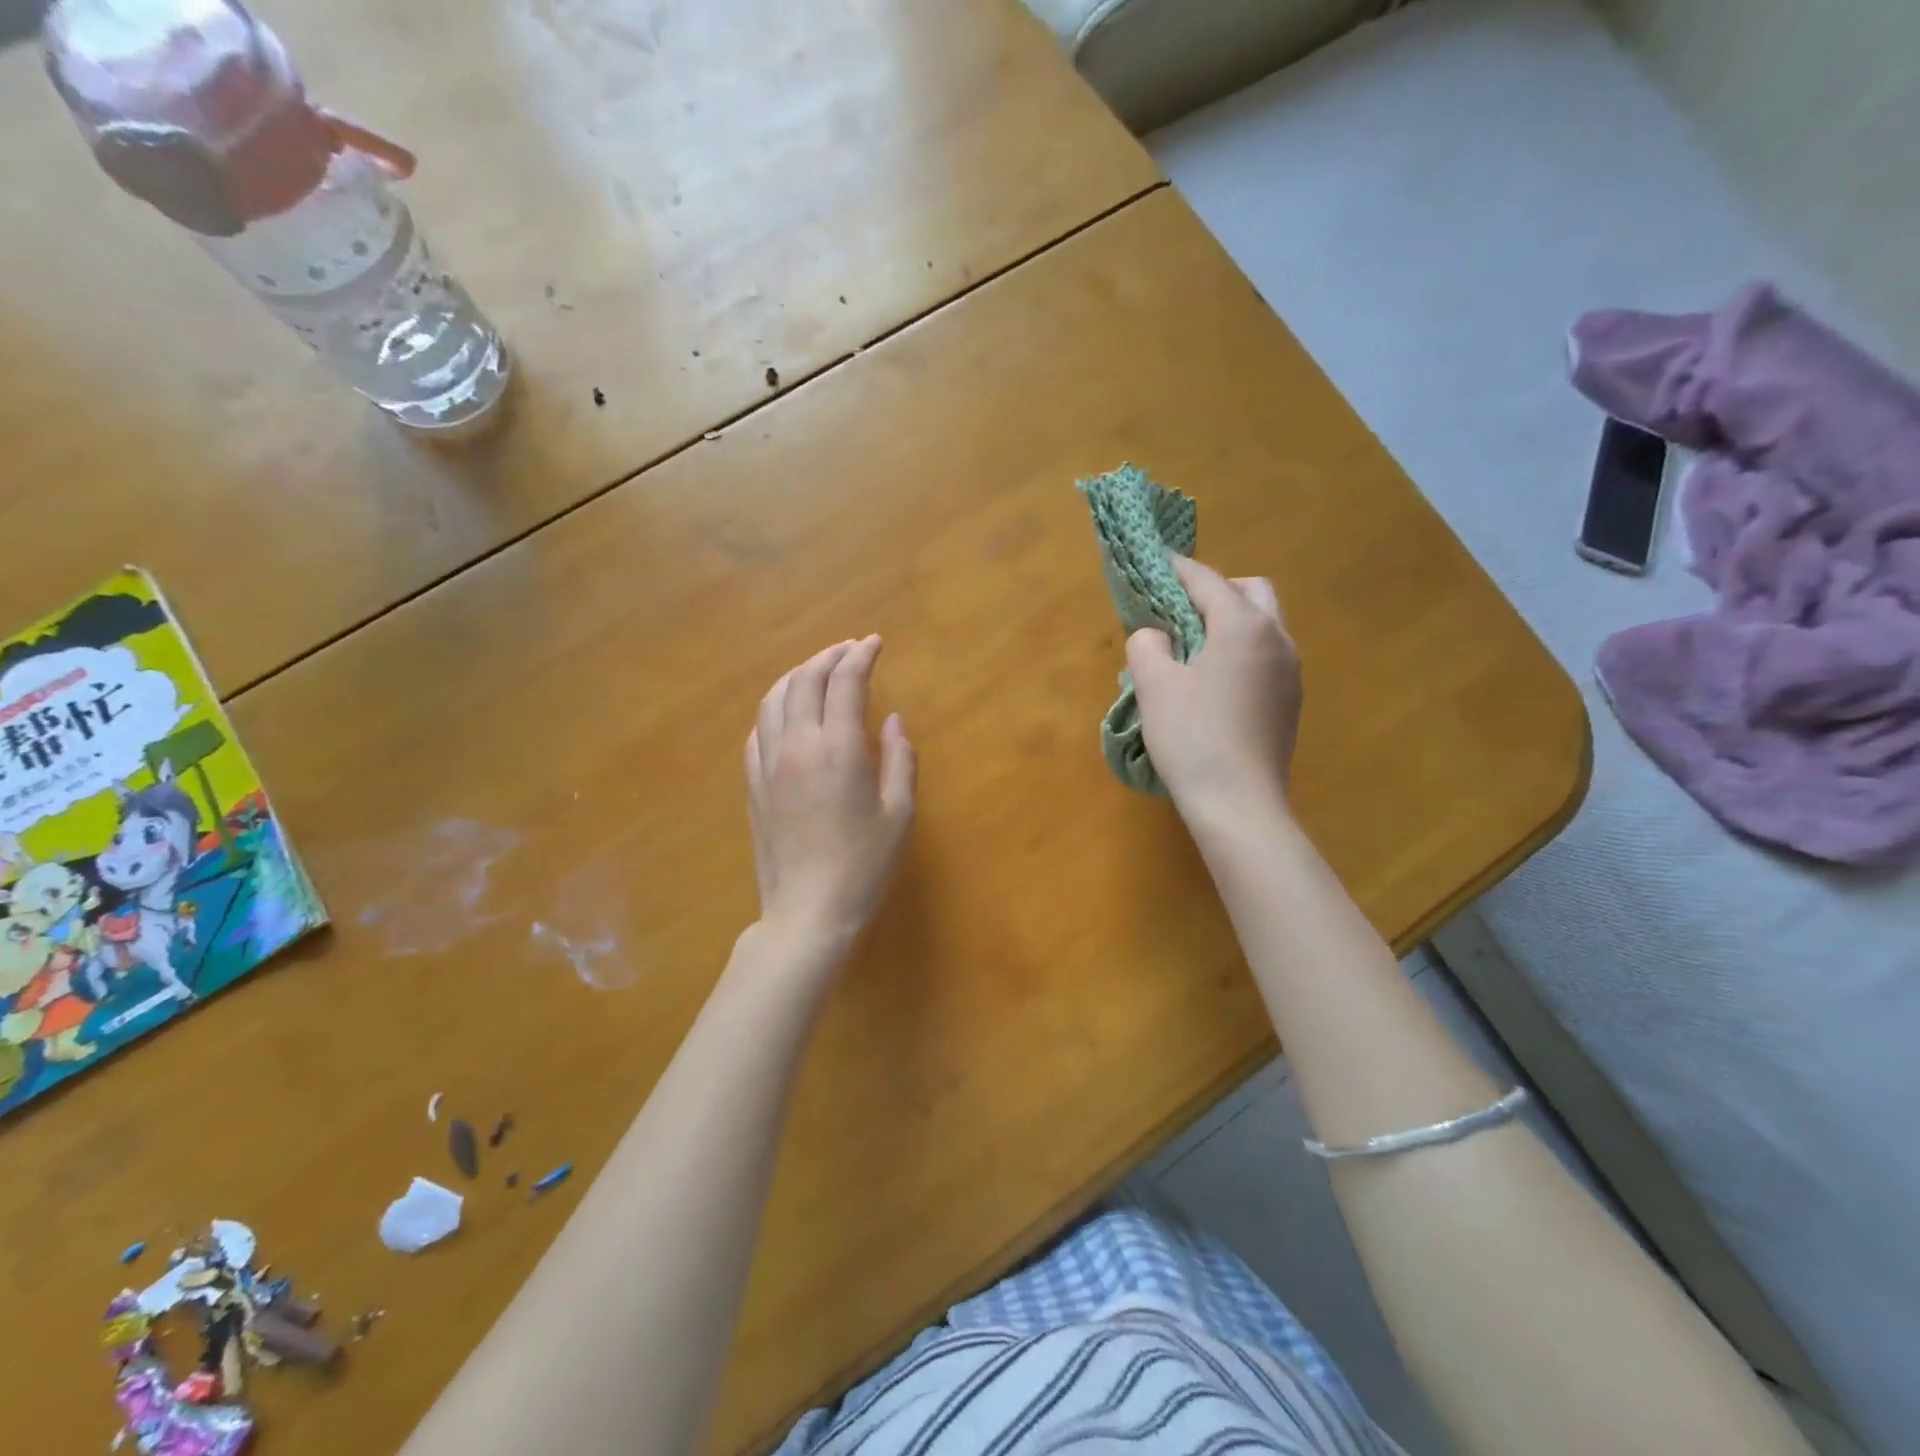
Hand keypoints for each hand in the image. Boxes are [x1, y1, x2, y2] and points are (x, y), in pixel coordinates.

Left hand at [746, 636, 915, 957]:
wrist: (808, 911)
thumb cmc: (864, 865)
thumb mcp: (899, 813)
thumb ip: (900, 759)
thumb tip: (893, 721)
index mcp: (838, 748)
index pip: (845, 682)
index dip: (861, 655)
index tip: (874, 642)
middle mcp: (797, 745)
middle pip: (805, 680)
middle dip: (829, 656)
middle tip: (850, 650)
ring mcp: (768, 763)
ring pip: (774, 699)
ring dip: (797, 675)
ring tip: (817, 670)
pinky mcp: (753, 784)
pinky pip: (758, 730)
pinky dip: (775, 708)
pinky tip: (786, 713)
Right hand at [1127, 556, 1302, 819]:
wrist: (1240, 804)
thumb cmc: (1192, 738)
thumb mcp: (1154, 686)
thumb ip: (1147, 645)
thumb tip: (1155, 636)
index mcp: (1243, 626)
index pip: (1207, 581)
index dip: (1178, 568)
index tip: (1155, 560)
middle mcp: (1277, 639)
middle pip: (1251, 591)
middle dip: (1216, 590)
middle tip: (1180, 610)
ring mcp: (1291, 671)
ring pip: (1265, 624)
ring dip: (1232, 620)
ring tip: (1194, 646)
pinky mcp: (1291, 701)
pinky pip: (1267, 655)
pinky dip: (1242, 650)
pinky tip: (1215, 681)